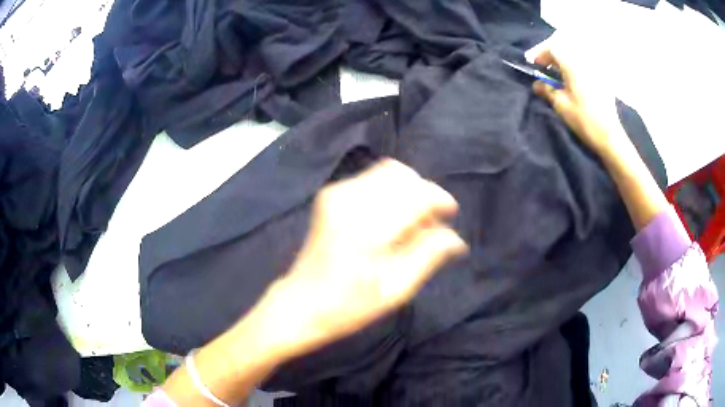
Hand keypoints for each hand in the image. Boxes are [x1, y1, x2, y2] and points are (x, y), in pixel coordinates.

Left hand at [263, 159, 467, 357]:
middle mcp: (350, 200)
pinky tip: (388, 218)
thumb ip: (429, 255)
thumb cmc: (350, 306)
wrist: (302, 303)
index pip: (416, 193)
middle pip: (403, 175)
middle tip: (428, 225)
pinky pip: (372, 179)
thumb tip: (457, 238)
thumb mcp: (396, 289)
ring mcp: (336, 193)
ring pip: (388, 172)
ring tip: (409, 222)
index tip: (449, 215)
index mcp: (367, 227)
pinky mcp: (330, 194)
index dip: (440, 200)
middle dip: (423, 194)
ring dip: (407, 191)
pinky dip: (389, 192)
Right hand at [532, 48, 626, 156]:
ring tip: (560, 76)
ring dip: (565, 63)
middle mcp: (585, 62)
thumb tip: (536, 84)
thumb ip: (546, 90)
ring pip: (576, 58)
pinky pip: (586, 66)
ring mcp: (596, 70)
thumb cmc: (583, 119)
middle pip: (565, 50)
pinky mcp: (603, 80)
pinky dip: (576, 69)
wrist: (609, 135)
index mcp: (573, 65)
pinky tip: (574, 82)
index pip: (553, 49)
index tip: (535, 66)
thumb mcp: (561, 105)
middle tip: (546, 70)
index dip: (541, 54)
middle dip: (553, 57)